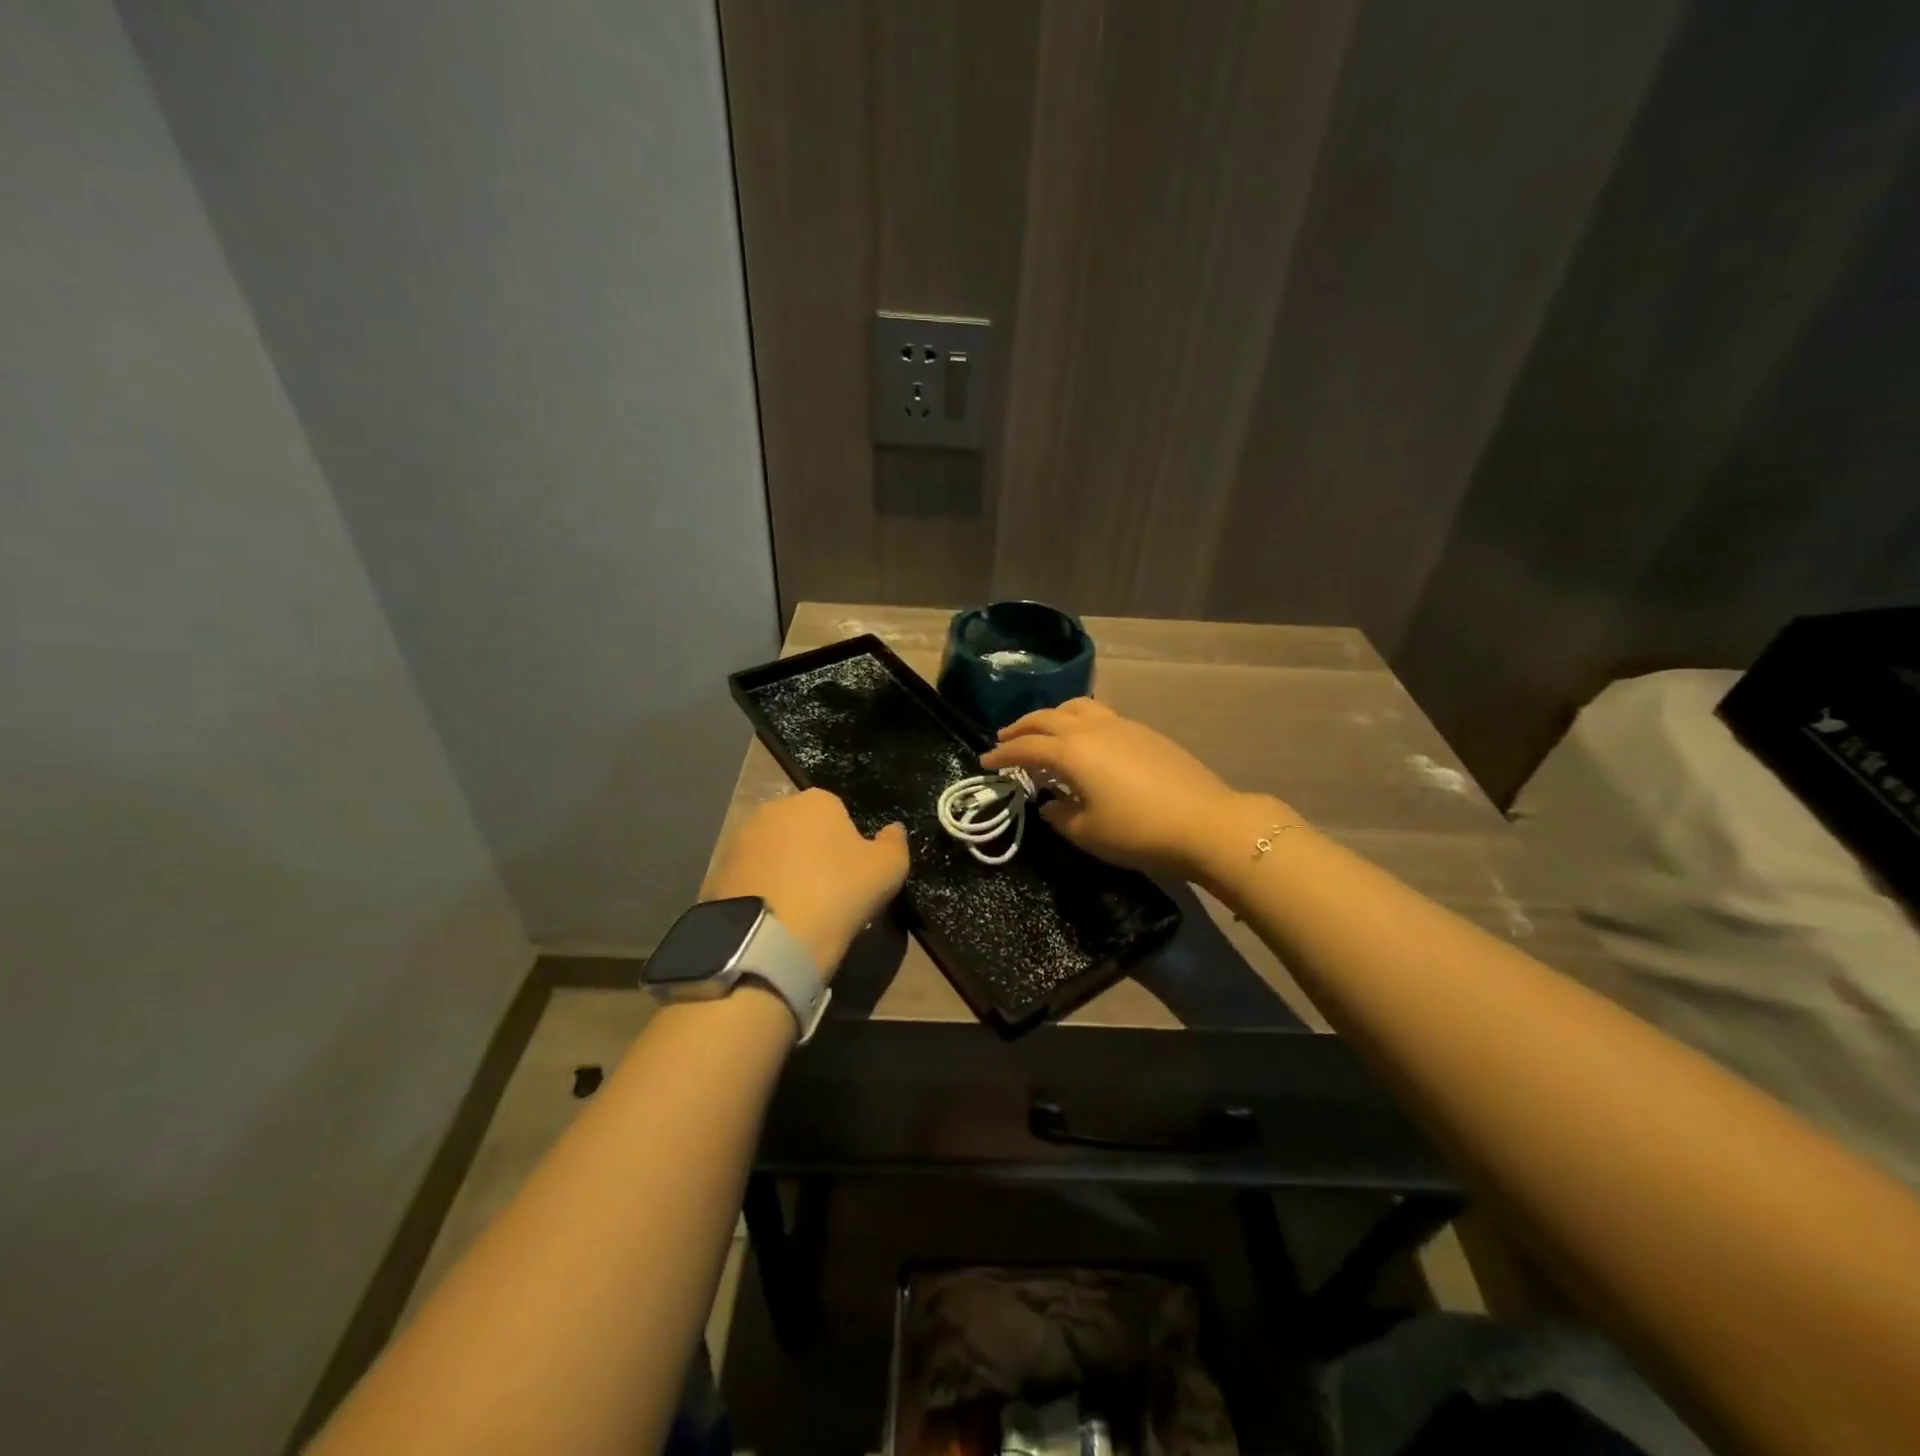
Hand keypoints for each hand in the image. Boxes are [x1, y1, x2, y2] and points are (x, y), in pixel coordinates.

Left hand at [702, 788, 908, 975]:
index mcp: (816, 801)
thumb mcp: (887, 870)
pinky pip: (750, 877)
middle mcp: (774, 808)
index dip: (847, 847)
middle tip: (826, 895)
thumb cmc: (838, 894)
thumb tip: (892, 830)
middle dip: (812, 854)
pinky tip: (771, 919)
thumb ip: (894, 844)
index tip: (851, 878)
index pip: (839, 815)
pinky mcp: (717, 870)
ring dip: (784, 872)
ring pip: (773, 852)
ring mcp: (740, 838)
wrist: (769, 939)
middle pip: (802, 830)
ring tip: (796, 911)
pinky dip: (761, 892)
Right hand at [979, 698, 1265, 878]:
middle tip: (1005, 739)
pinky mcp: (1145, 732)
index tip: (985, 762)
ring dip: (1052, 716)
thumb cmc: (1137, 831)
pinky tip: (1086, 740)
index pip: (1025, 748)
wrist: (1205, 822)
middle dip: (1021, 728)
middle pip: (1046, 718)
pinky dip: (1080, 720)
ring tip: (1044, 730)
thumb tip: (1050, 803)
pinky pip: (1101, 715)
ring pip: (1076, 708)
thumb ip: (1059, 815)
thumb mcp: (1087, 832)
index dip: (1002, 755)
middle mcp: (1091, 729)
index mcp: (1070, 752)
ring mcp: (1121, 725)